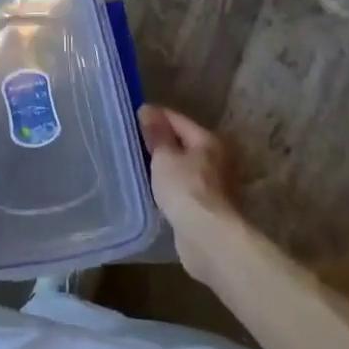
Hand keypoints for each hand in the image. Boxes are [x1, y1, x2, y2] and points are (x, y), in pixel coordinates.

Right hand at [140, 104, 244, 280]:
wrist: (208, 238)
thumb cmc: (185, 189)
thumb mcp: (165, 157)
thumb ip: (156, 134)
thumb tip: (148, 109)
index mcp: (208, 140)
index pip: (176, 119)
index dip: (154, 116)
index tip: (132, 116)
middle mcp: (216, 158)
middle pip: (183, 142)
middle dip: (160, 141)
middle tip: (133, 141)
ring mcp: (215, 183)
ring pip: (184, 165)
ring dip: (166, 164)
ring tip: (140, 163)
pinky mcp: (209, 206)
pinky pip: (184, 185)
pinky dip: (171, 184)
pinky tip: (155, 187)